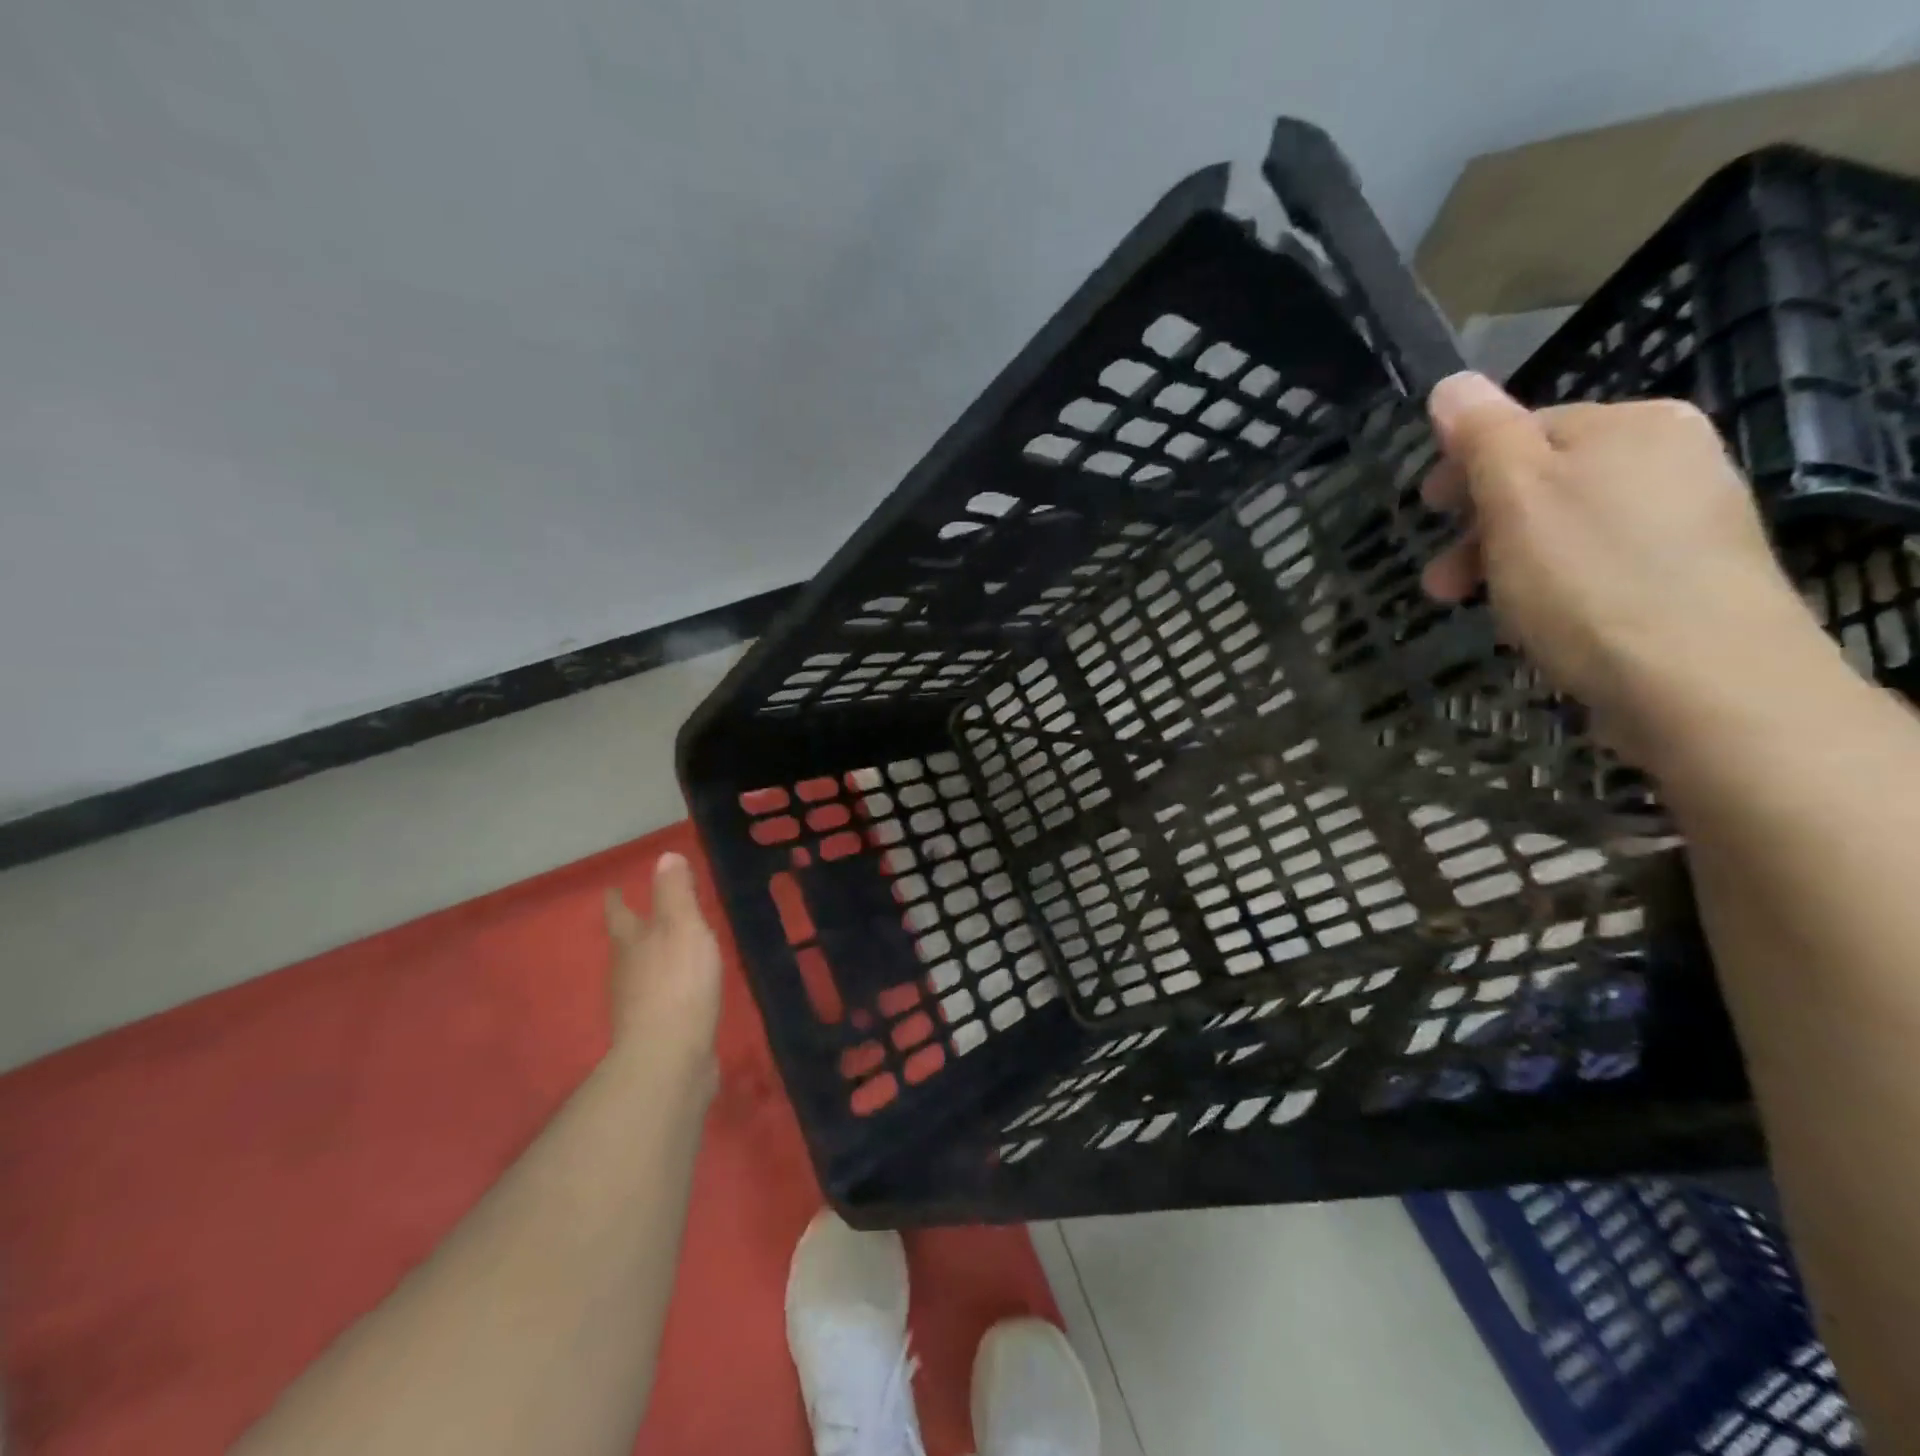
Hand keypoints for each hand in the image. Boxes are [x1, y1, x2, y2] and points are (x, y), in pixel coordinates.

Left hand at [602, 853, 722, 1084]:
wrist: (669, 1059)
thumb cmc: (677, 982)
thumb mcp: (682, 927)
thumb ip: (675, 893)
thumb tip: (664, 856)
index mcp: (632, 943)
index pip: (620, 914)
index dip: (617, 900)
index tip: (612, 888)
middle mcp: (627, 972)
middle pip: (625, 945)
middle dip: (631, 930)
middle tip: (640, 915)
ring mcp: (637, 1006)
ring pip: (640, 973)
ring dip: (649, 960)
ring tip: (665, 950)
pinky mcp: (655, 1033)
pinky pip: (659, 1000)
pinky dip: (667, 989)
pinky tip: (681, 992)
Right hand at [1420, 371, 1825, 763]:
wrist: (1699, 679)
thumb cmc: (1587, 577)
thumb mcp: (1516, 495)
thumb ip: (1481, 435)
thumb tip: (1451, 383)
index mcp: (1630, 424)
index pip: (1523, 429)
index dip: (1464, 472)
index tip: (1424, 516)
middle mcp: (1671, 456)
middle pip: (1544, 481)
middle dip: (1479, 529)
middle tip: (1439, 584)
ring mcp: (1689, 519)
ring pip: (1567, 528)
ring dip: (1508, 562)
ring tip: (1481, 610)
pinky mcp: (1691, 578)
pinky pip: (1599, 564)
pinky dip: (1554, 585)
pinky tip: (1539, 621)